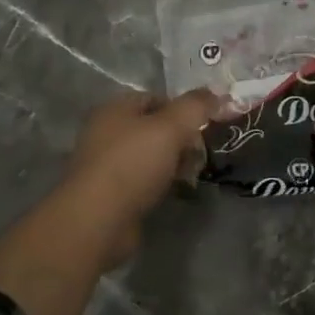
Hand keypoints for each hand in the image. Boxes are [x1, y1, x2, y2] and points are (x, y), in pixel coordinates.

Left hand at [59, 89, 219, 264]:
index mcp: (115, 109)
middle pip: (155, 128)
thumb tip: (217, 94)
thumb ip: (196, 106)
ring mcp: (107, 164)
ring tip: (192, 174)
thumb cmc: (133, 164)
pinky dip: (161, 184)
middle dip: (182, 139)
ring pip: (151, 156)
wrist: (97, 221)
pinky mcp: (111, 194)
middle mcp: (106, 132)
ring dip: (174, 163)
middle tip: (200, 153)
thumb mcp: (171, 127)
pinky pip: (144, 180)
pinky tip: (176, 192)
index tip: (205, 125)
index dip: (183, 109)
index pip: (156, 98)